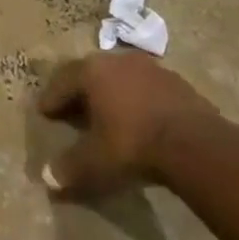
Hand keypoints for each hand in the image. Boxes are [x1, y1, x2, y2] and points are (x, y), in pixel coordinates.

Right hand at [37, 53, 216, 199]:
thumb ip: (69, 168)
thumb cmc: (133, 145)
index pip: (63, 81)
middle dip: (80, 91)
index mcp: (92, 72)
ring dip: (111, 93)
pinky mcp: (176, 82)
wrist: (193, 143)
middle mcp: (118, 61)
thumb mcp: (96, 162)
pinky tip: (141, 119)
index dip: (52, 98)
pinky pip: (147, 88)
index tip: (45, 111)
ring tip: (108, 114)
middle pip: (90, 73)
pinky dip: (137, 100)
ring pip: (120, 77)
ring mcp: (149, 68)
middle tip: (72, 109)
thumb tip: (46, 178)